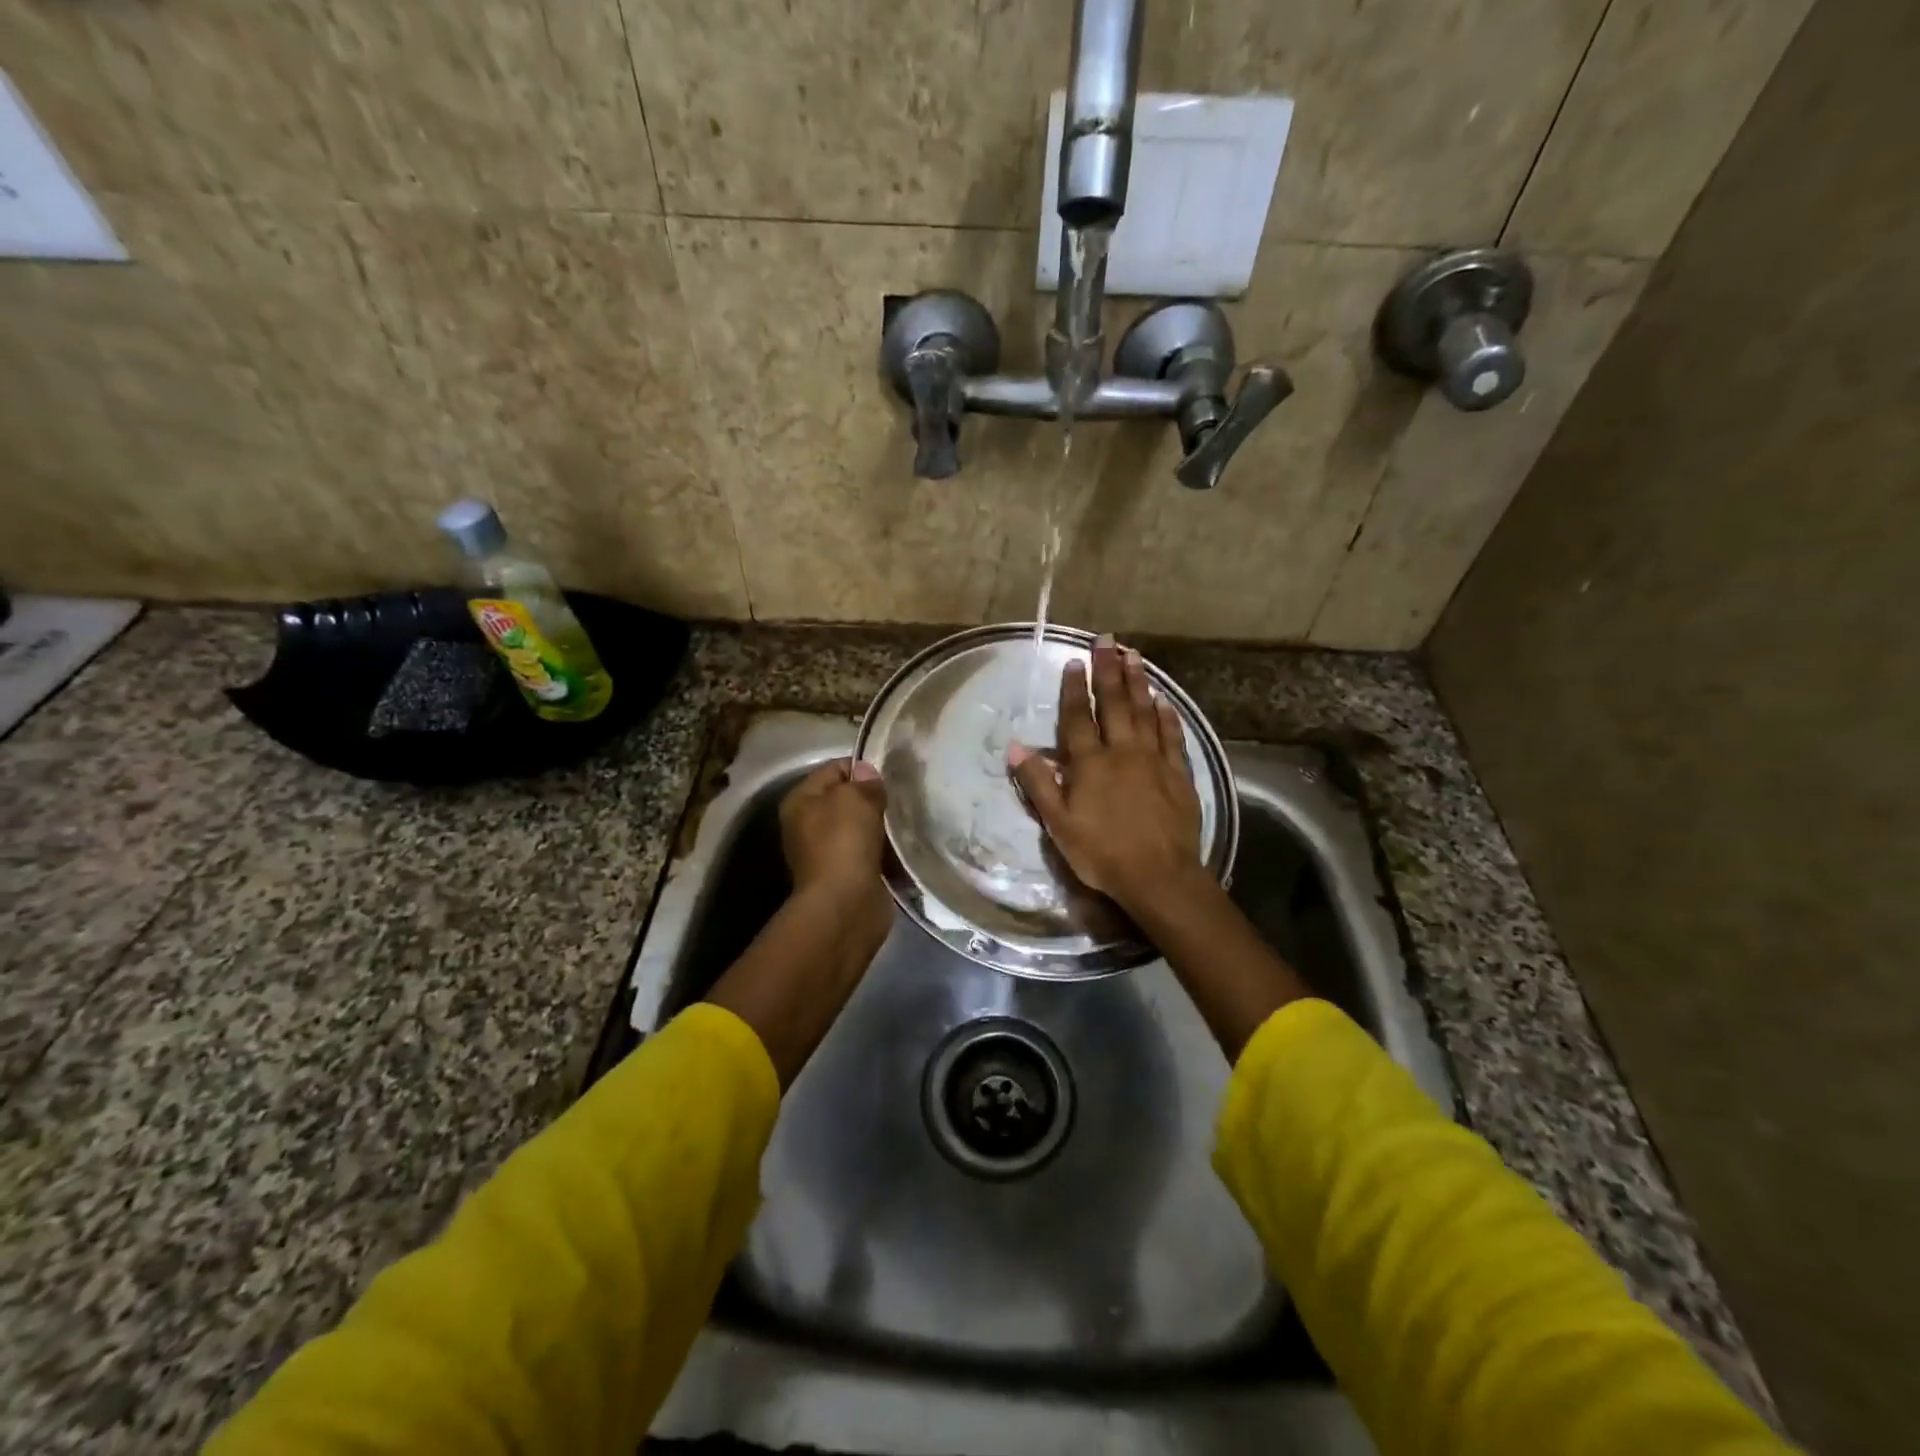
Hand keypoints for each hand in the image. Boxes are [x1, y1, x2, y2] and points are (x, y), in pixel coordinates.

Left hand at [781, 757, 890, 924]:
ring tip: (906, 818)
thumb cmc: (843, 843)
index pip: (834, 769)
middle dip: (874, 797)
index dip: (862, 768)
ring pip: (862, 827)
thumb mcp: (854, 799)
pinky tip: (904, 844)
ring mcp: (828, 852)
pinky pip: (871, 851)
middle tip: (902, 796)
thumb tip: (867, 772)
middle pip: (847, 799)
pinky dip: (886, 849)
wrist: (845, 905)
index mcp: (800, 801)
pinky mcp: (848, 874)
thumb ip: (864, 782)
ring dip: (882, 825)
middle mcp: (808, 825)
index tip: (890, 774)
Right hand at [1008, 636, 1202, 917]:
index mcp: (1090, 763)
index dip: (1073, 688)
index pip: (1077, 717)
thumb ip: (1038, 783)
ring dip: (1138, 682)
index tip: (1073, 660)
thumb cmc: (1101, 852)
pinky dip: (1167, 715)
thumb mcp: (1058, 823)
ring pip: (1145, 711)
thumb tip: (1016, 747)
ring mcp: (1153, 760)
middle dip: (1108, 670)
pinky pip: (1172, 736)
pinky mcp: (1178, 773)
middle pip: (1113, 703)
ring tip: (1134, 655)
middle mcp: (1122, 751)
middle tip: (1106, 640)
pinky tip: (1164, 700)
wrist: (1158, 875)